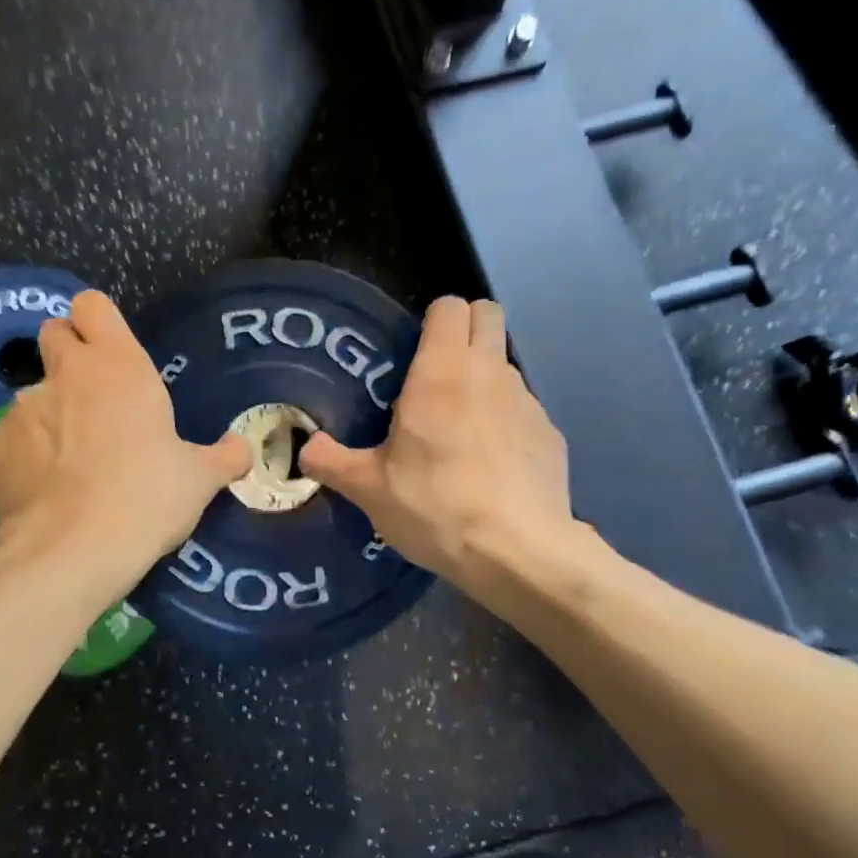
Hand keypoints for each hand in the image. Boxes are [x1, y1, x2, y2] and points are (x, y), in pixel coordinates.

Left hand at [0, 290, 249, 572]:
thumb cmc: (146, 498)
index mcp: (117, 366)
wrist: (71, 551)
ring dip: (52, 411)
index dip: (98, 322)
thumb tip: (241, 448)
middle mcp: (66, 373)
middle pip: (54, 333)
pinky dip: (29, 451)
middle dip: (69, 354)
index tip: (111, 352)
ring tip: (73, 461)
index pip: (91, 305)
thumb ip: (224, 456)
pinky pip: (14, 435)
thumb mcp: (199, 479)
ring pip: (34, 391)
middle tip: (94, 397)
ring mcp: (23, 408)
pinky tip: (48, 488)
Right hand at [299, 297, 583, 597]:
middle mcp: (489, 372)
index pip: (450, 305)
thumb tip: (305, 447)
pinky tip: (491, 464)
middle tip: (438, 371)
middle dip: (466, 328)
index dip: (433, 318)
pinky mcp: (551, 433)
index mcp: (441, 371)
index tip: (414, 349)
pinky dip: (506, 421)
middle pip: (488, 315)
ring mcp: (527, 401)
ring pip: (505, 364)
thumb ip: (330, 461)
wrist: (518, 552)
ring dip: (484, 379)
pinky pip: (523, 409)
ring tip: (460, 429)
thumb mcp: (369, 489)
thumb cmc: (435, 506)